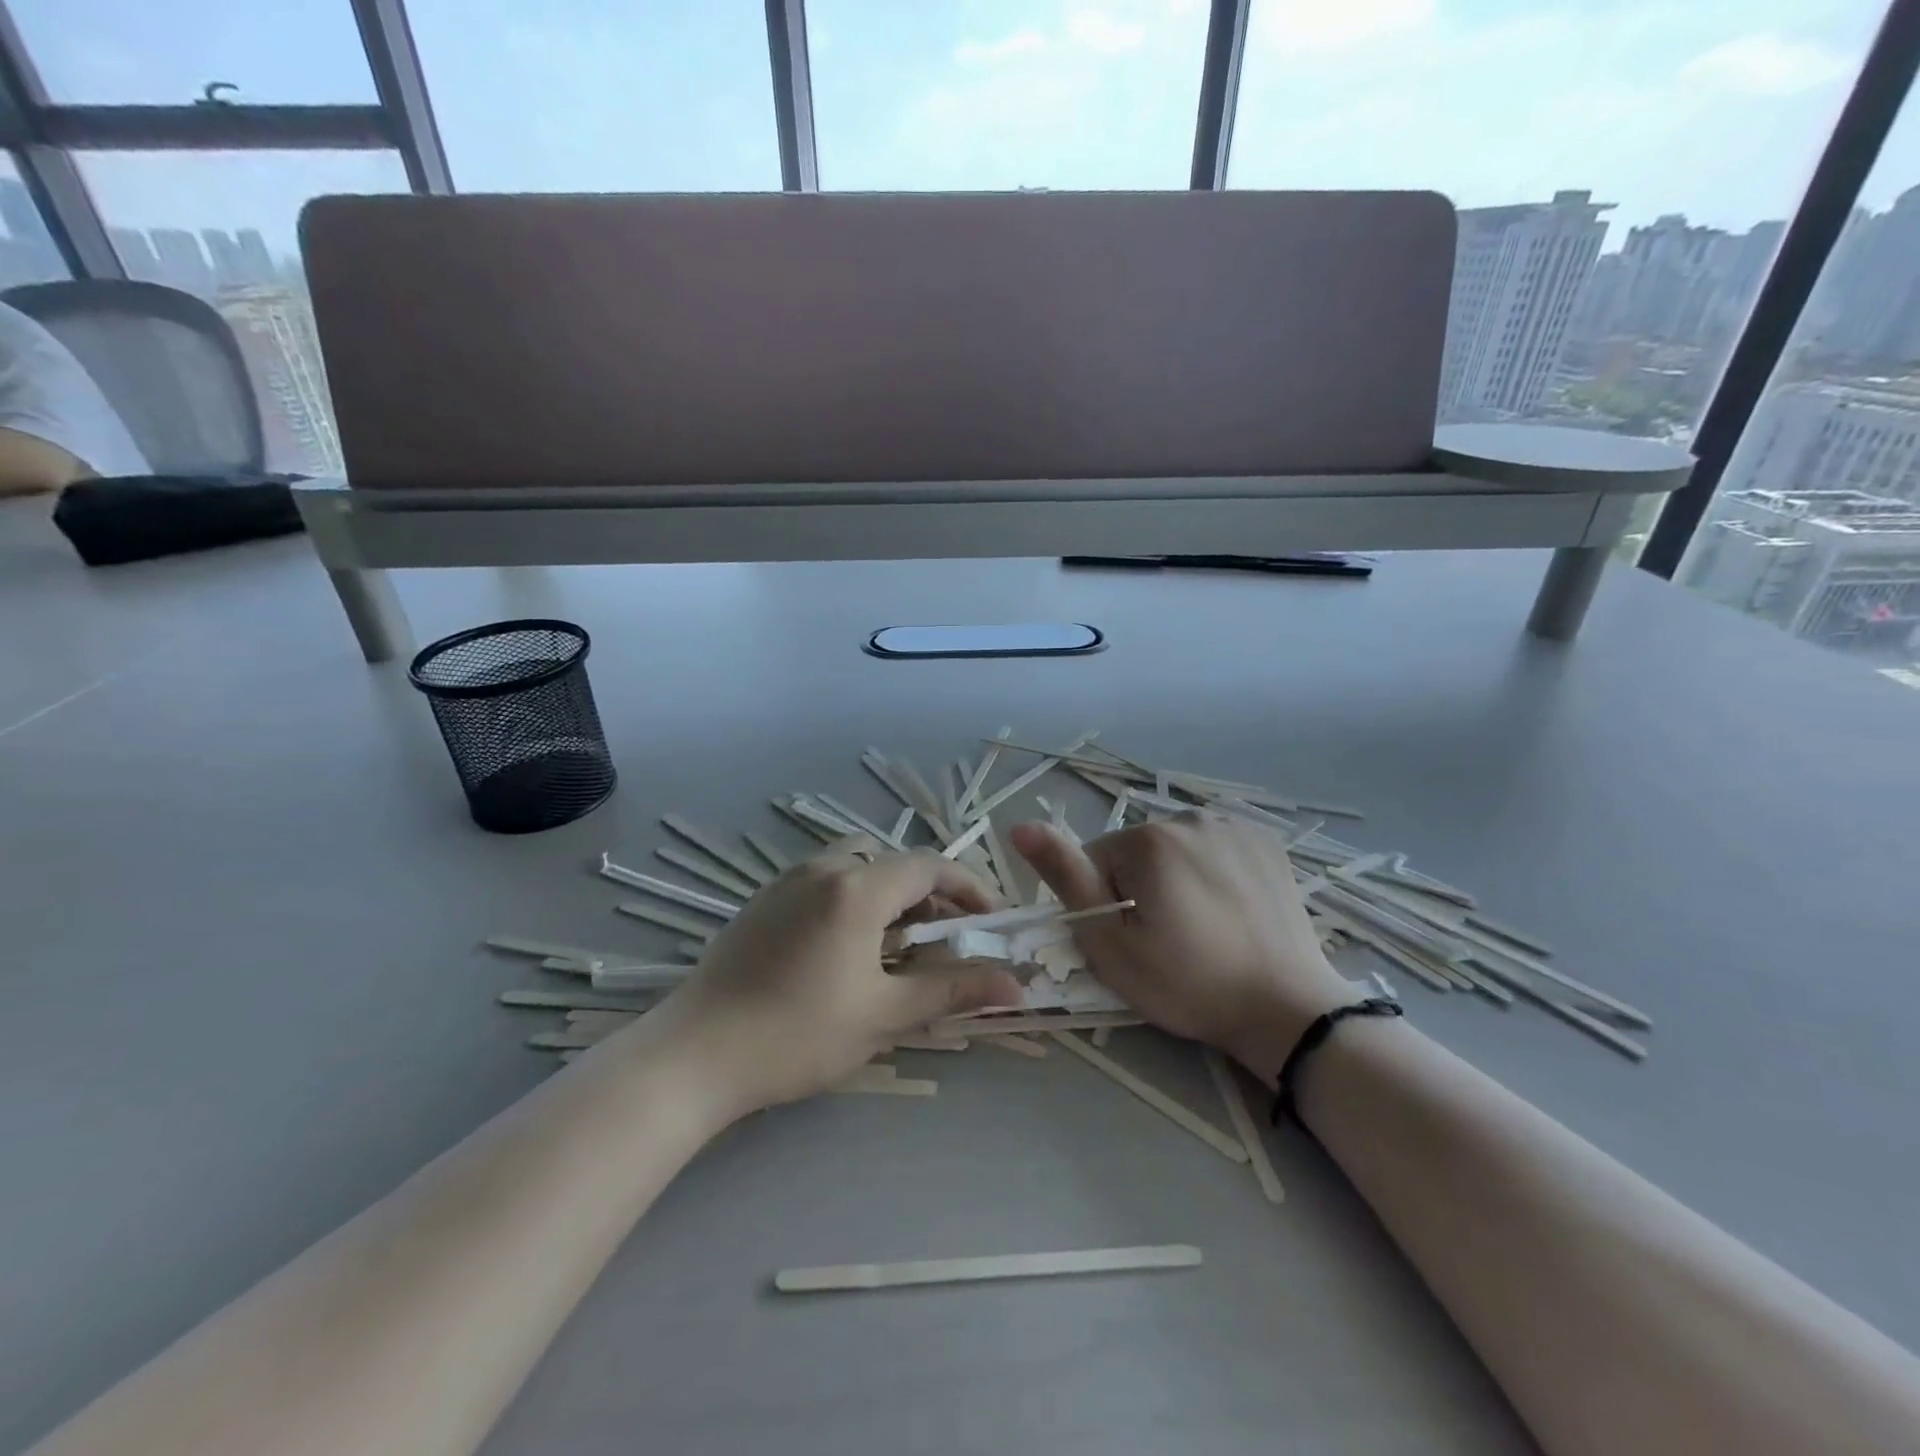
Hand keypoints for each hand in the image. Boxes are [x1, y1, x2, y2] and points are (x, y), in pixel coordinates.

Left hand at [660, 841, 1023, 1116]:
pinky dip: (856, 897)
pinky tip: (850, 947)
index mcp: (857, 887)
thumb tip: (1018, 985)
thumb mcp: (885, 1014)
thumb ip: (954, 990)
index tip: (991, 922)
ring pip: (860, 866)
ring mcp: (790, 879)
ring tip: (900, 945)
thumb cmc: (798, 1034)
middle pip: (896, 862)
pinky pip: (828, 879)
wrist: (695, 1054)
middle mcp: (825, 867)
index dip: (970, 889)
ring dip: (891, 894)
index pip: (931, 866)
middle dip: (931, 895)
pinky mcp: (766, 897)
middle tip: (946, 941)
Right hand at [1010, 813, 1353, 1078]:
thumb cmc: (1187, 983)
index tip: (1132, 941)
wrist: (1286, 1009)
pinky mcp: (1265, 841)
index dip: (1105, 904)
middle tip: (1167, 940)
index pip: (1096, 860)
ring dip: (1175, 877)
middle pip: (1138, 851)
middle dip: (1140, 887)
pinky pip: (1214, 847)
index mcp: (1148, 840)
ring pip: (1176, 848)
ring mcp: (1233, 825)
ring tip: (1202, 926)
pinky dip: (1211, 870)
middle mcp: (1189, 817)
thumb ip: (1066, 879)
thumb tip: (1021, 826)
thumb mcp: (1111, 944)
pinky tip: (1229, 908)